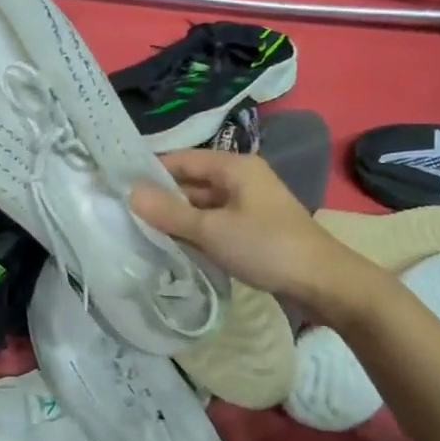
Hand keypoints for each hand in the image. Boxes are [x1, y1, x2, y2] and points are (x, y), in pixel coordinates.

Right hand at [131, 150, 390, 319]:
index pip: (181, 159)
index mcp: (234, 166)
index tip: (116, 183)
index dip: (149, 169)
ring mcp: (247, 204)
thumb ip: (170, 212)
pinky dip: (193, 231)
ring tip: (137, 229)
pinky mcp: (251, 228)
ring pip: (201, 204)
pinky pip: (213, 223)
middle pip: (190, 181)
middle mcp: (240, 179)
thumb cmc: (266, 246)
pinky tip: (171, 245)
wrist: (322, 281)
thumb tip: (130, 193)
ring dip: (175, 217)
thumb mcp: (212, 229)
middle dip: (160, 196)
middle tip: (121, 211)